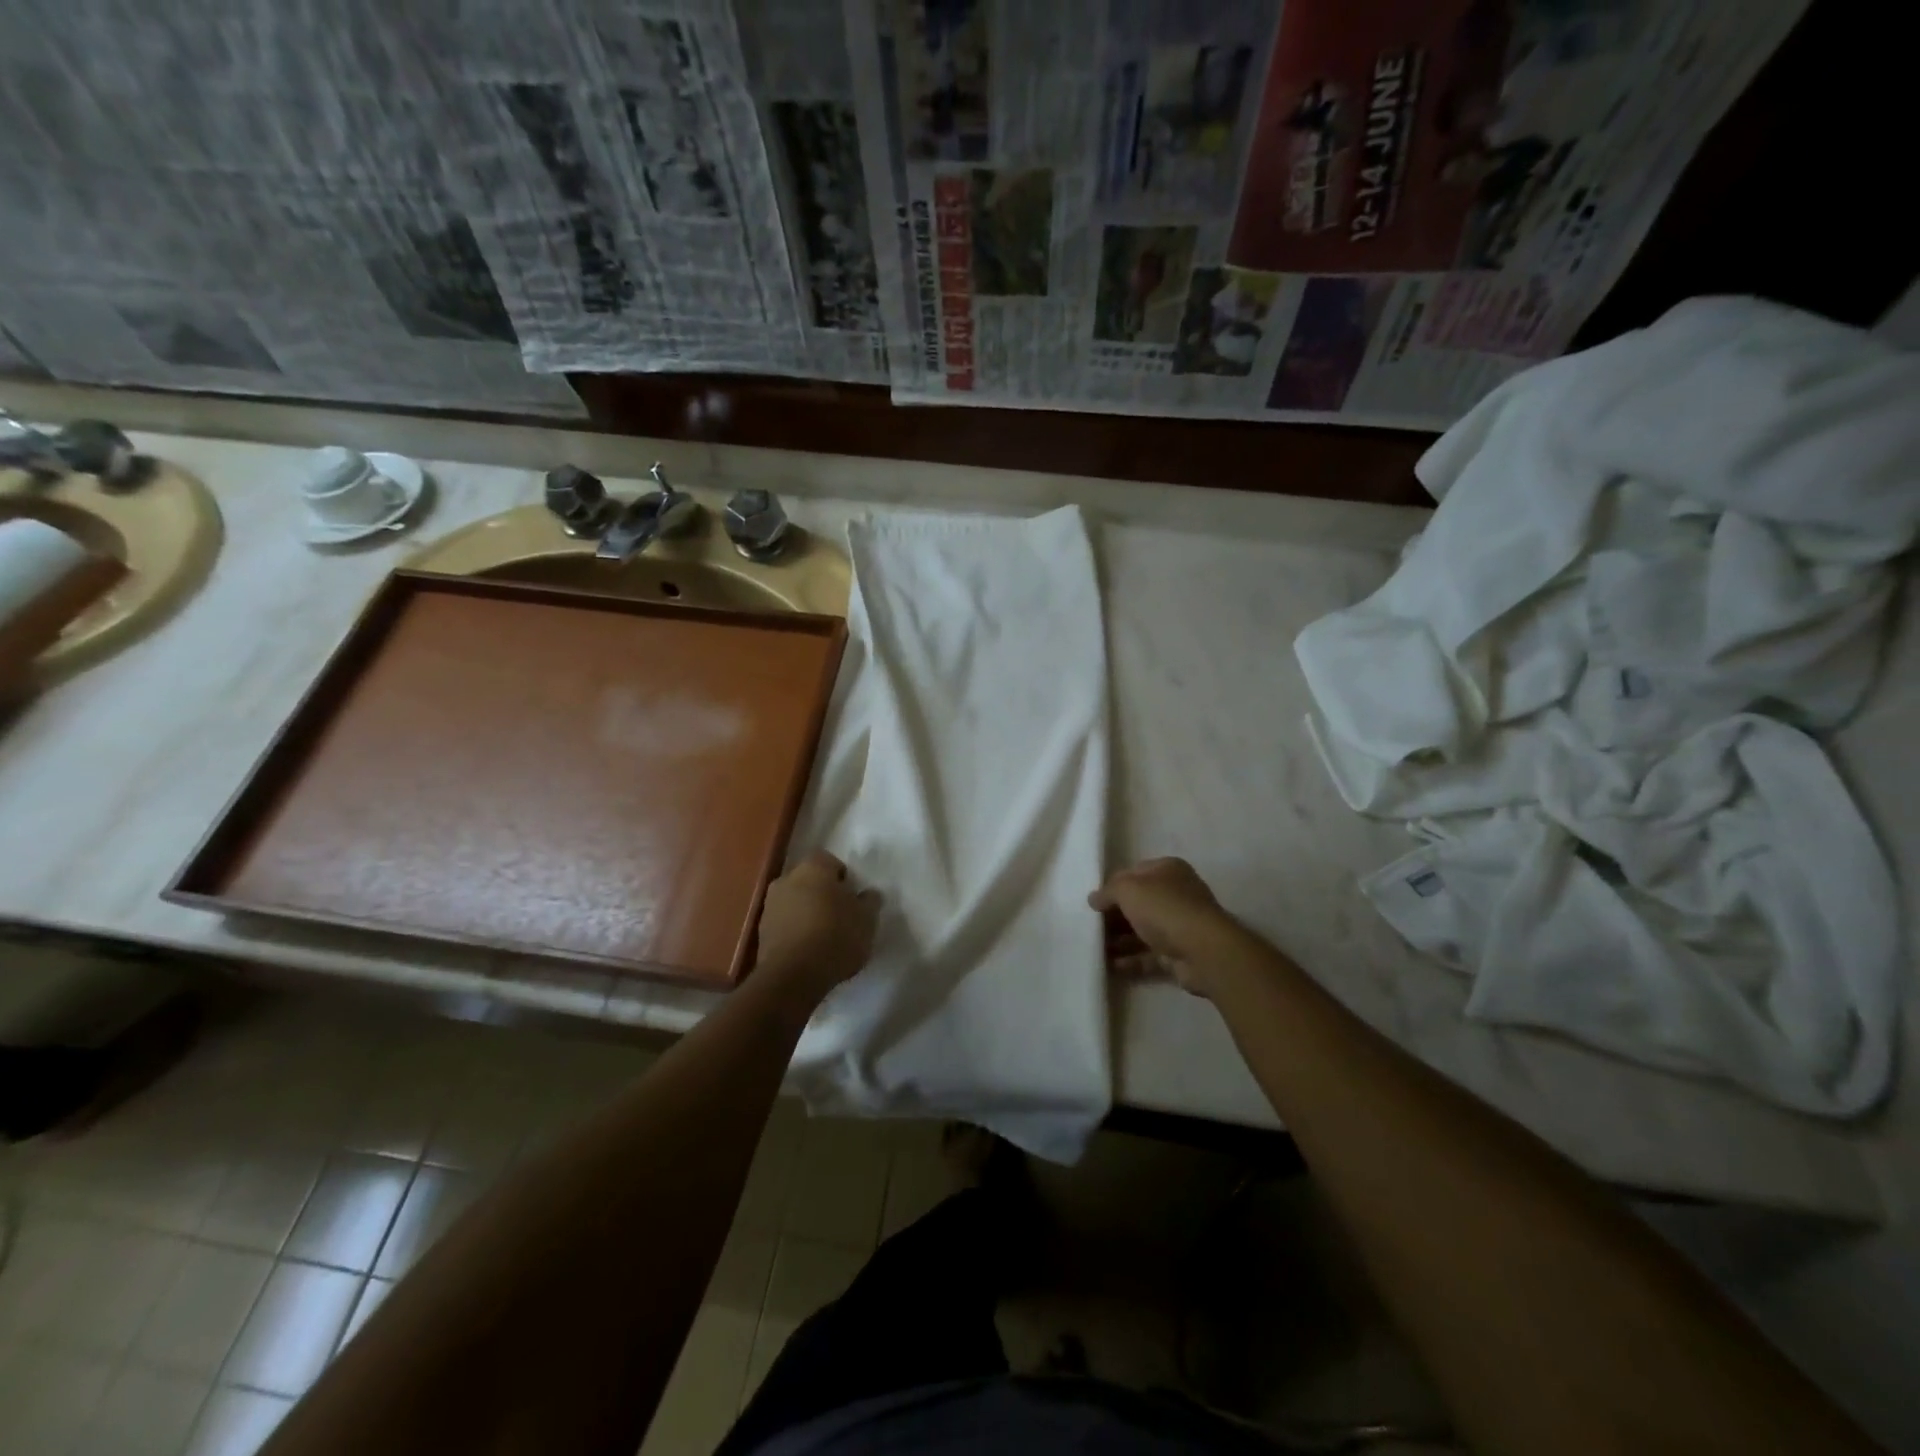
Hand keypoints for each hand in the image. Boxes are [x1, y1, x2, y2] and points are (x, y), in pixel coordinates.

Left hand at [755, 850, 879, 998]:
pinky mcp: (761, 932)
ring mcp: (770, 905)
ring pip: (794, 902)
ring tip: (824, 937)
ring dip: (807, 913)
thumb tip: (869, 894)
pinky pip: (784, 924)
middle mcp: (787, 879)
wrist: (793, 975)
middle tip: (841, 916)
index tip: (853, 898)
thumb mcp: (867, 919)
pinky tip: (809, 951)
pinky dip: (795, 932)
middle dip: (823, 894)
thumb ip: (870, 901)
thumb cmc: (836, 936)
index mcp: (814, 867)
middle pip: (809, 881)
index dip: (843, 878)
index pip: (830, 861)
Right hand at [1089, 857, 1238, 997]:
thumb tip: (1094, 899)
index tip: (1092, 903)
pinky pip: (1149, 955)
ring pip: (1142, 931)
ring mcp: (1179, 925)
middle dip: (1113, 916)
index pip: (1133, 873)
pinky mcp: (1179, 954)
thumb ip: (1108, 891)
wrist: (1203, 951)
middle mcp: (1176, 894)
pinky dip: (1131, 960)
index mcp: (1167, 870)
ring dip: (1119, 940)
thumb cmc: (1164, 909)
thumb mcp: (1128, 889)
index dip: (1111, 886)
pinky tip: (1111, 966)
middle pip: (1137, 904)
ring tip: (1095, 949)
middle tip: (1090, 927)